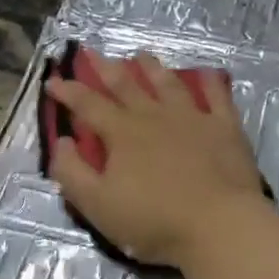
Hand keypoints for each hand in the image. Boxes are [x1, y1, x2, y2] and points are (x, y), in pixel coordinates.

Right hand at [46, 53, 268, 268]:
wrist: (220, 226)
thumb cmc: (154, 220)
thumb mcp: (98, 205)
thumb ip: (72, 172)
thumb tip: (63, 140)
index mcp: (122, 133)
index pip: (88, 104)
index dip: (68, 91)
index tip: (53, 80)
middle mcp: (155, 116)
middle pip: (126, 85)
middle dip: (105, 68)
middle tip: (92, 52)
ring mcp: (192, 118)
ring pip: (167, 84)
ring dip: (151, 68)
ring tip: (141, 56)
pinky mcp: (225, 127)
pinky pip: (217, 97)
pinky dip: (210, 82)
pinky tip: (207, 74)